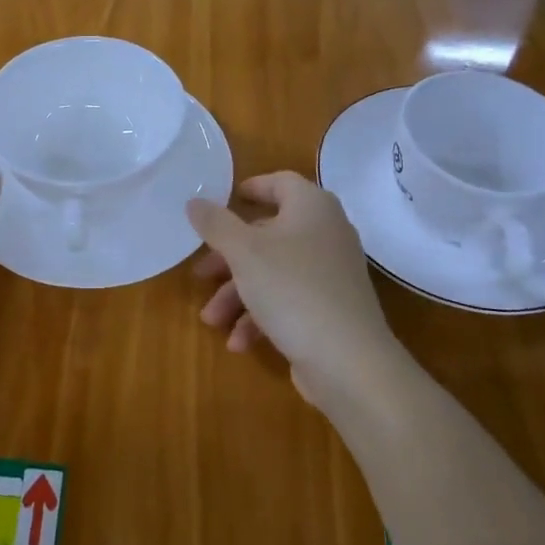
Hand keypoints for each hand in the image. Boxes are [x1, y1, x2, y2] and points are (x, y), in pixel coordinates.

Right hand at [187, 173, 405, 412]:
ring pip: (273, 272)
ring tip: (212, 320)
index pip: (280, 182)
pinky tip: (239, 342)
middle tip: (201, 274)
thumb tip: (195, 201)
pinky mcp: (330, 309)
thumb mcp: (243, 252)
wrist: (349, 361)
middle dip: (229, 258)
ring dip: (238, 295)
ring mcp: (330, 274)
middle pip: (268, 234)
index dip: (250, 189)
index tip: (220, 203)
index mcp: (311, 207)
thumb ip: (216, 224)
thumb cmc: (292, 289)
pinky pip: (288, 301)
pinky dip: (261, 317)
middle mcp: (326, 233)